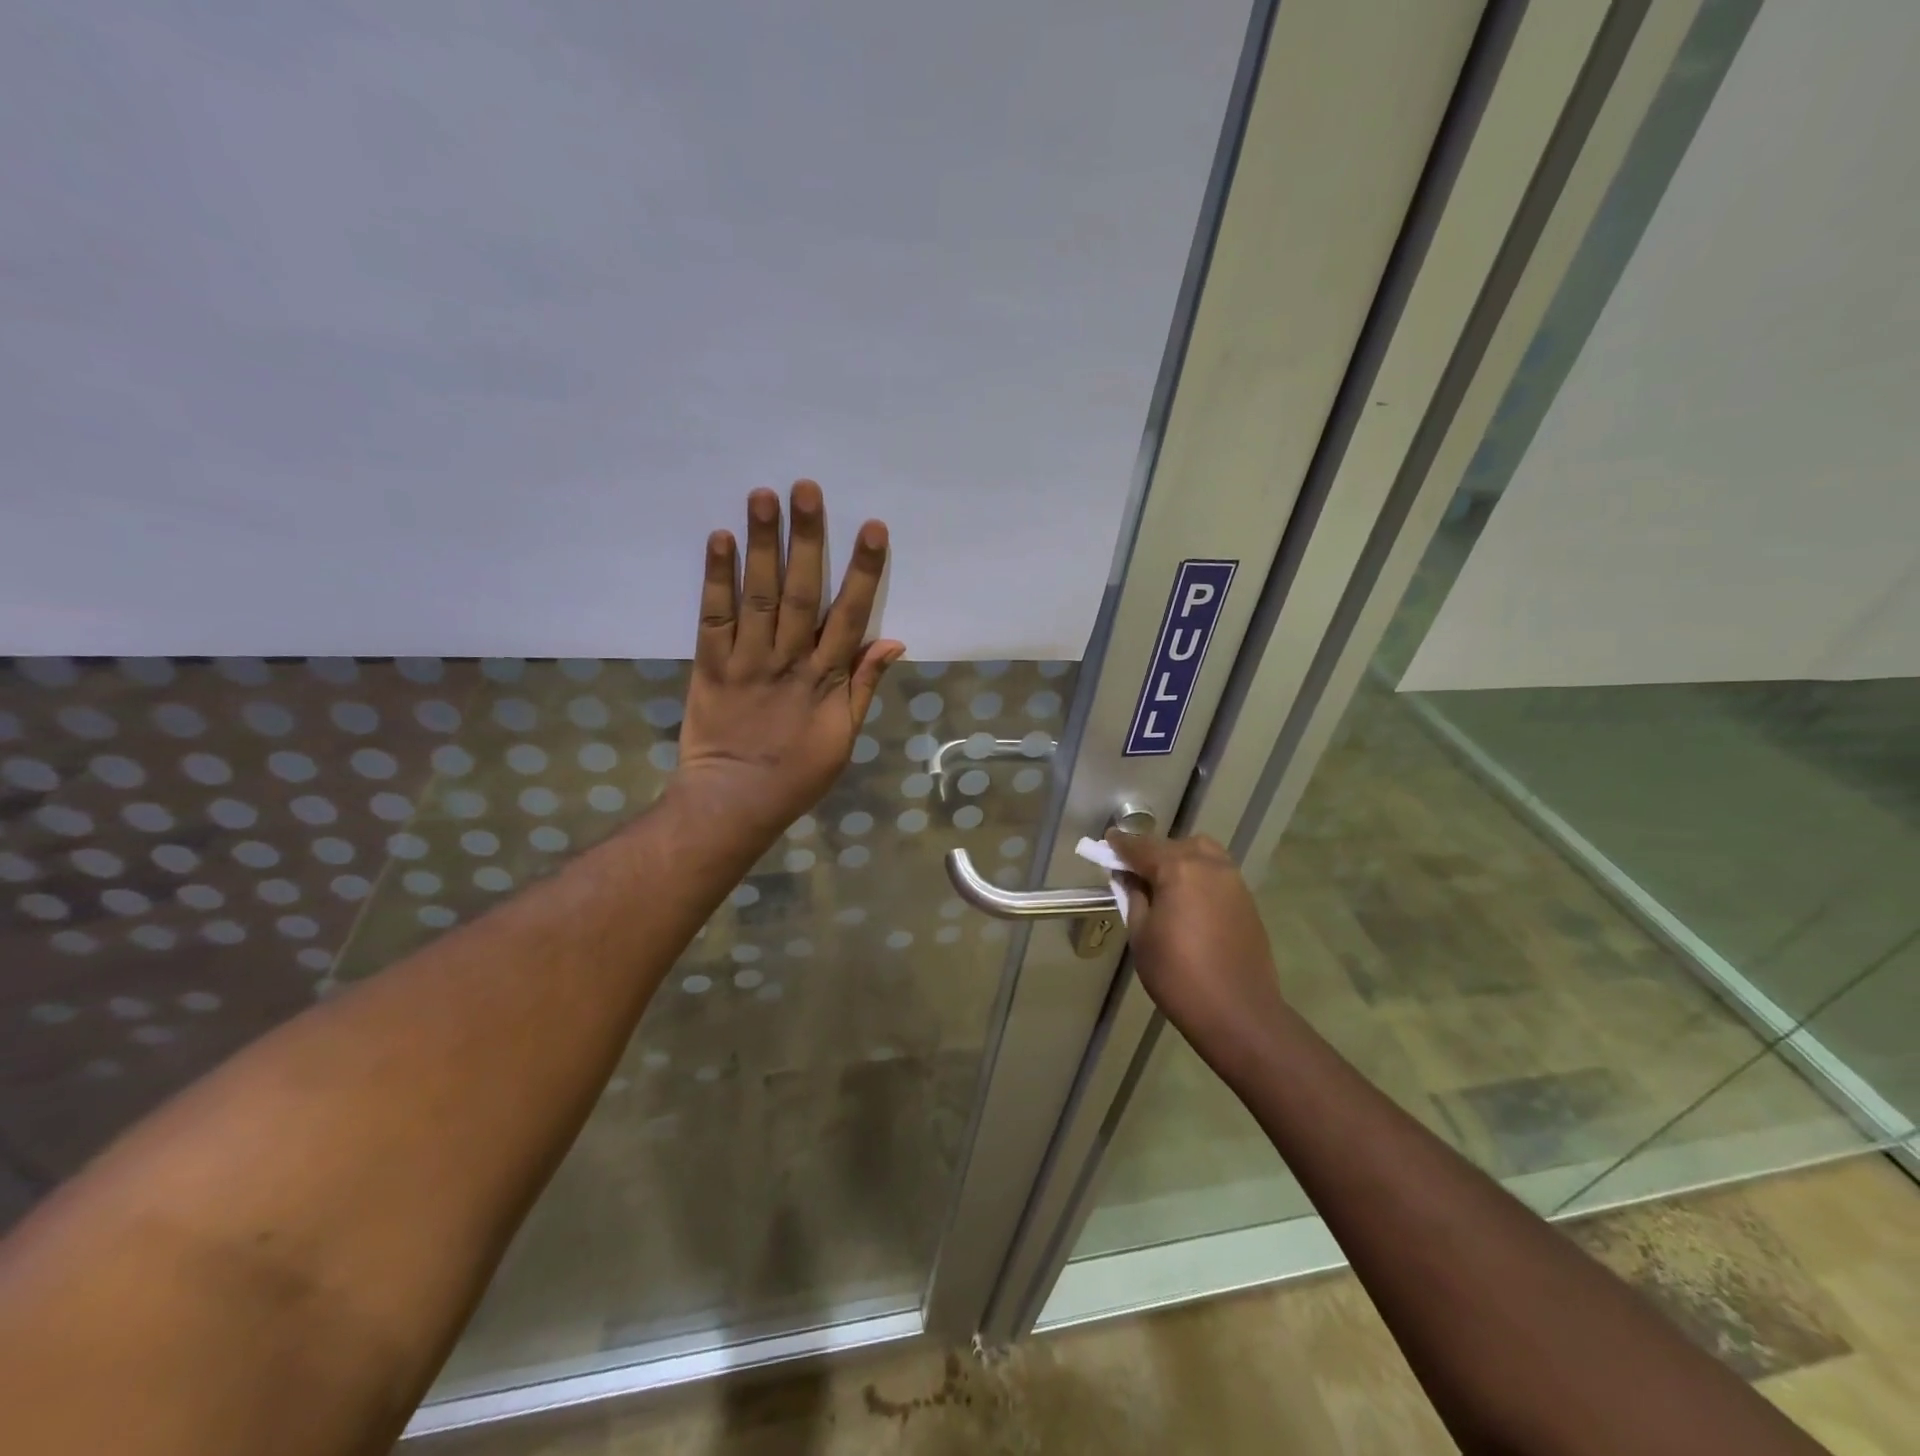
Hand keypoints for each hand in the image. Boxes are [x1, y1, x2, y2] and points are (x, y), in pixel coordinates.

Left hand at [672, 481, 904, 842]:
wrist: (733, 802)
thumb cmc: (797, 774)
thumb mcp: (845, 738)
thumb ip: (865, 686)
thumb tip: (893, 640)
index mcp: (825, 679)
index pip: (849, 615)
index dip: (862, 571)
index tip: (871, 528)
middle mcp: (787, 661)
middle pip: (799, 592)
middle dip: (806, 539)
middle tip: (806, 488)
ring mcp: (746, 661)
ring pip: (756, 595)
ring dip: (761, 544)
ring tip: (763, 496)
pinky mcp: (709, 666)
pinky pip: (713, 617)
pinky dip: (716, 578)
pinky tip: (720, 539)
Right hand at [1106, 832, 1291, 1072]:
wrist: (1239, 1013)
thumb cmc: (1178, 975)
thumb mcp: (1141, 936)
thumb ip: (1134, 897)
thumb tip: (1130, 877)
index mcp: (1178, 869)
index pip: (1141, 847)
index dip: (1120, 844)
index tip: (1107, 841)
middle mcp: (1209, 865)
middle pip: (1174, 845)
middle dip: (1152, 852)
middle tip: (1134, 871)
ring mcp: (1233, 881)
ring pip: (1201, 854)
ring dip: (1179, 859)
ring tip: (1163, 883)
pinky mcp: (1247, 900)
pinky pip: (1217, 873)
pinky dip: (1198, 875)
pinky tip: (1188, 900)